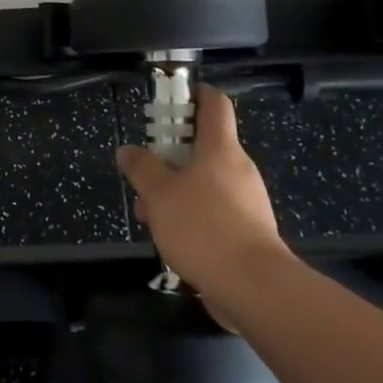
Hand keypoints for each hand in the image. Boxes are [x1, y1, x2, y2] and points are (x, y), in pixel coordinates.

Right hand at [116, 85, 288, 304]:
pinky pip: (213, 212)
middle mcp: (238, 169)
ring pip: (203, 184)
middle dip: (169, 158)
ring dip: (174, 193)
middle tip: (143, 174)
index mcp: (220, 148)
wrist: (254, 288)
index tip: (169, 100)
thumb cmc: (203, 227)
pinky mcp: (247, 232)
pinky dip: (190, 217)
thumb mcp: (159, 194)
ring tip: (149, 217)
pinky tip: (170, 240)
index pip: (214, 104)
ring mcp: (246, 202)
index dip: (193, 94)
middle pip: (202, 148)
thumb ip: (141, 168)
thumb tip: (128, 151)